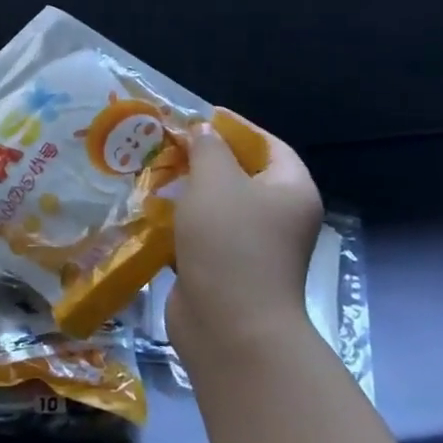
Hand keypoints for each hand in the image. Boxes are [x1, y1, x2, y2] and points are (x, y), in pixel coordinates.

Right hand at [168, 116, 323, 369]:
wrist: (229, 326)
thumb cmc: (230, 242)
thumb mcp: (215, 181)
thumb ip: (207, 148)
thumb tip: (202, 132)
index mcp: (291, 190)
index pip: (269, 145)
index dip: (237, 127)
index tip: (201, 116)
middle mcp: (279, 216)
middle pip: (242, 174)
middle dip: (205, 158)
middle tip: (169, 143)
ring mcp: (253, 246)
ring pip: (218, 206)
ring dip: (187, 190)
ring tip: (153, 171)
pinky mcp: (225, 269)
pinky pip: (202, 234)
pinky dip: (179, 221)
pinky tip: (151, 210)